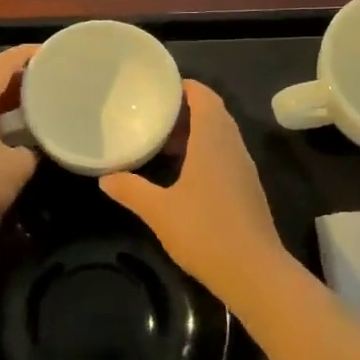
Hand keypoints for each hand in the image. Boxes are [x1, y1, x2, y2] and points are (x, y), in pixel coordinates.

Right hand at [99, 81, 286, 299]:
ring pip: (221, 137)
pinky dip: (205, 153)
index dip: (185, 87)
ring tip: (163, 143)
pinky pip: (225, 156)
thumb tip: (106, 177)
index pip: (205, 97)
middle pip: (214, 114)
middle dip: (186, 110)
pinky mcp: (247, 190)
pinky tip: (183, 175)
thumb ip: (131, 190)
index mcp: (213, 141)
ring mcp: (244, 169)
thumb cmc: (205, 232)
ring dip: (196, 133)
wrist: (253, 272)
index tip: (160, 87)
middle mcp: (233, 147)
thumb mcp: (159, 211)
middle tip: (154, 115)